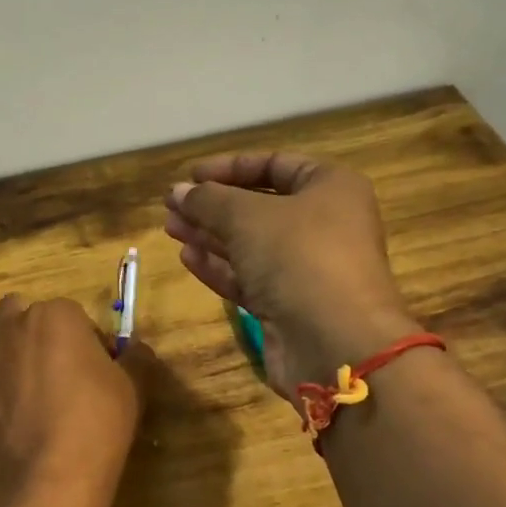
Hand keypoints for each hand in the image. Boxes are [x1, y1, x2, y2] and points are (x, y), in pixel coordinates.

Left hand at [0, 295, 154, 506]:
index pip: (73, 315)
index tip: (97, 369)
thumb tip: (135, 351)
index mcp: (54, 315)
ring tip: (29, 387)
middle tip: (59, 372)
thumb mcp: (132, 387)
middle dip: (39, 334)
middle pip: (23, 316)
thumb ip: (135, 358)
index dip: (87, 341)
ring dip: (8, 350)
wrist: (46, 479)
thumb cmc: (96, 423)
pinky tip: (9, 411)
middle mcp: (9, 326)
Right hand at [164, 152, 415, 400]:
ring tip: (170, 227)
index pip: (275, 165)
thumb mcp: (246, 216)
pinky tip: (188, 257)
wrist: (335, 342)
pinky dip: (220, 267)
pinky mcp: (289, 306)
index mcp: (330, 188)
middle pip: (260, 207)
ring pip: (251, 244)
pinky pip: (250, 278)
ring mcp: (307, 269)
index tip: (192, 175)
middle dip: (213, 205)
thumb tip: (179, 191)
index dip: (230, 167)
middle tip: (171, 205)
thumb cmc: (298, 256)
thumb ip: (208, 200)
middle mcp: (323, 225)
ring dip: (210, 235)